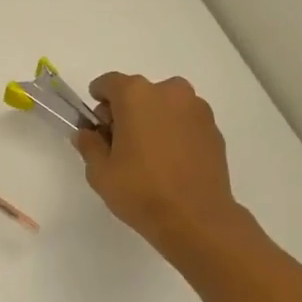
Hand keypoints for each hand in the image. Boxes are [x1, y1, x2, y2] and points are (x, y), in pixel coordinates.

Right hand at [73, 72, 242, 252]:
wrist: (197, 218)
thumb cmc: (141, 191)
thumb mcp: (100, 172)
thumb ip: (89, 144)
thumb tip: (88, 133)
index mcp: (136, 95)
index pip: (108, 83)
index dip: (98, 100)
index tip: (96, 124)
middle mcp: (169, 91)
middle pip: (138, 92)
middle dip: (126, 111)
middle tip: (121, 144)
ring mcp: (196, 108)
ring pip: (164, 105)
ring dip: (153, 120)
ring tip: (149, 155)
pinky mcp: (213, 128)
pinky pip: (184, 121)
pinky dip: (174, 132)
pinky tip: (171, 162)